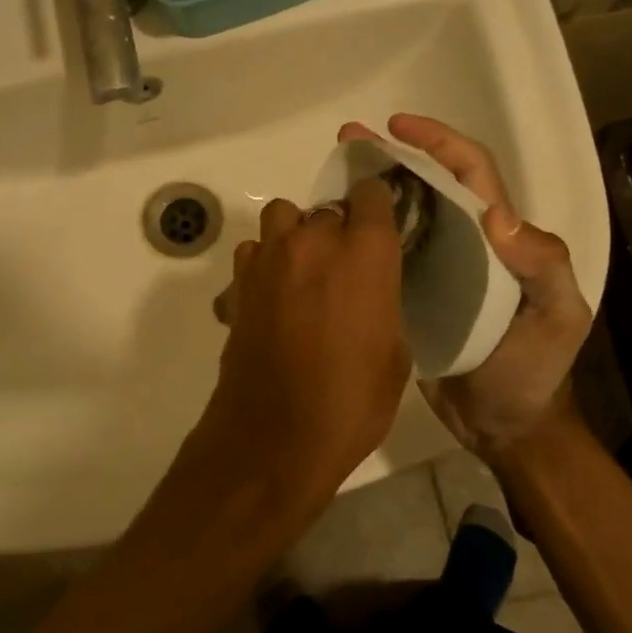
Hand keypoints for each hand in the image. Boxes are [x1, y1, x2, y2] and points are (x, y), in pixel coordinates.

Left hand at [201, 179, 411, 499]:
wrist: (275, 438)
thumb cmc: (351, 402)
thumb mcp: (394, 355)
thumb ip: (384, 304)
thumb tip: (370, 294)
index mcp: (365, 253)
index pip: (371, 194)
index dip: (376, 207)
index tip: (380, 226)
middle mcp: (313, 242)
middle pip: (325, 209)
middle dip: (336, 231)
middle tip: (342, 269)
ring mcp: (268, 261)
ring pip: (281, 220)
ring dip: (294, 238)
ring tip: (302, 276)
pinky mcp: (237, 286)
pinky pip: (252, 255)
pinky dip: (262, 267)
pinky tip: (271, 299)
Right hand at [338, 114, 591, 459]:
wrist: (504, 426)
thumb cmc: (535, 369)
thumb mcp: (557, 317)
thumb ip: (542, 266)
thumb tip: (496, 215)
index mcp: (502, 238)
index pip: (472, 173)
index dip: (439, 142)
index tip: (397, 127)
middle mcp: (466, 244)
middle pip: (429, 186)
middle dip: (393, 157)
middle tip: (347, 141)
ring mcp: (437, 271)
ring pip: (402, 217)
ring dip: (372, 192)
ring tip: (330, 178)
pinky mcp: (412, 299)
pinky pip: (385, 259)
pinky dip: (362, 238)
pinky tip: (332, 233)